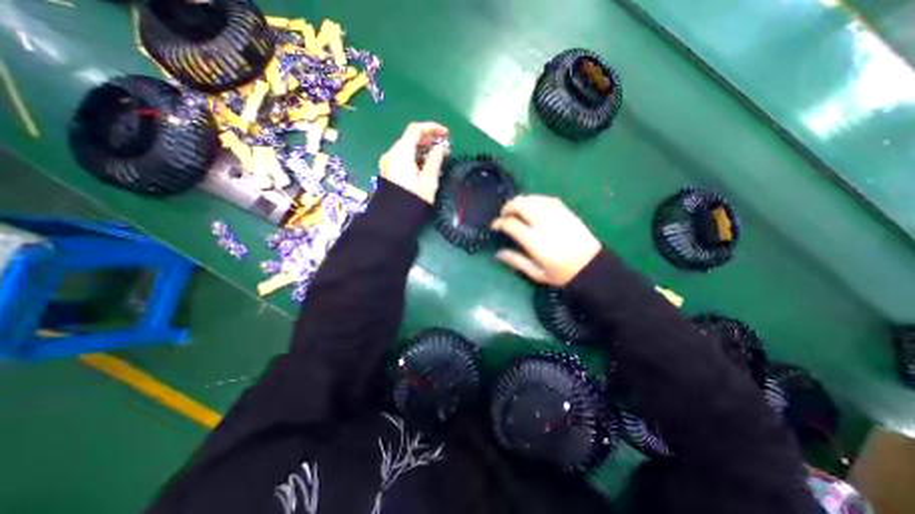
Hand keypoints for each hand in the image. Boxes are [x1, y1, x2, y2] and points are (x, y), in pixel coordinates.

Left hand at [378, 121, 448, 202]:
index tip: (446, 134)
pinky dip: (415, 156)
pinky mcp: (388, 171)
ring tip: (438, 156)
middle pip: (410, 138)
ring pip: (406, 148)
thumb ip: (435, 160)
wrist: (394, 218)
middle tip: (444, 145)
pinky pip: (402, 157)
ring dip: (422, 148)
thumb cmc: (413, 199)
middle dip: (428, 139)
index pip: (416, 130)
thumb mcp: (429, 180)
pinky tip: (425, 164)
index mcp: (401, 153)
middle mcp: (391, 154)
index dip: (432, 128)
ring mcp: (388, 162)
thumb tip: (441, 148)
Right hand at [494, 194, 600, 286]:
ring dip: (520, 202)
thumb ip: (516, 261)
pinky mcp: (566, 212)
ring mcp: (557, 216)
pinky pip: (546, 199)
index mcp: (537, 243)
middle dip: (508, 207)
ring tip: (515, 209)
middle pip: (521, 206)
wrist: (592, 266)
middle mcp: (545, 225)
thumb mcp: (537, 274)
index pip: (512, 224)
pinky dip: (535, 199)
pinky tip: (531, 204)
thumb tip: (497, 253)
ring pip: (533, 199)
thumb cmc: (562, 274)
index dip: (499, 222)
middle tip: (504, 215)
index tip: (495, 226)